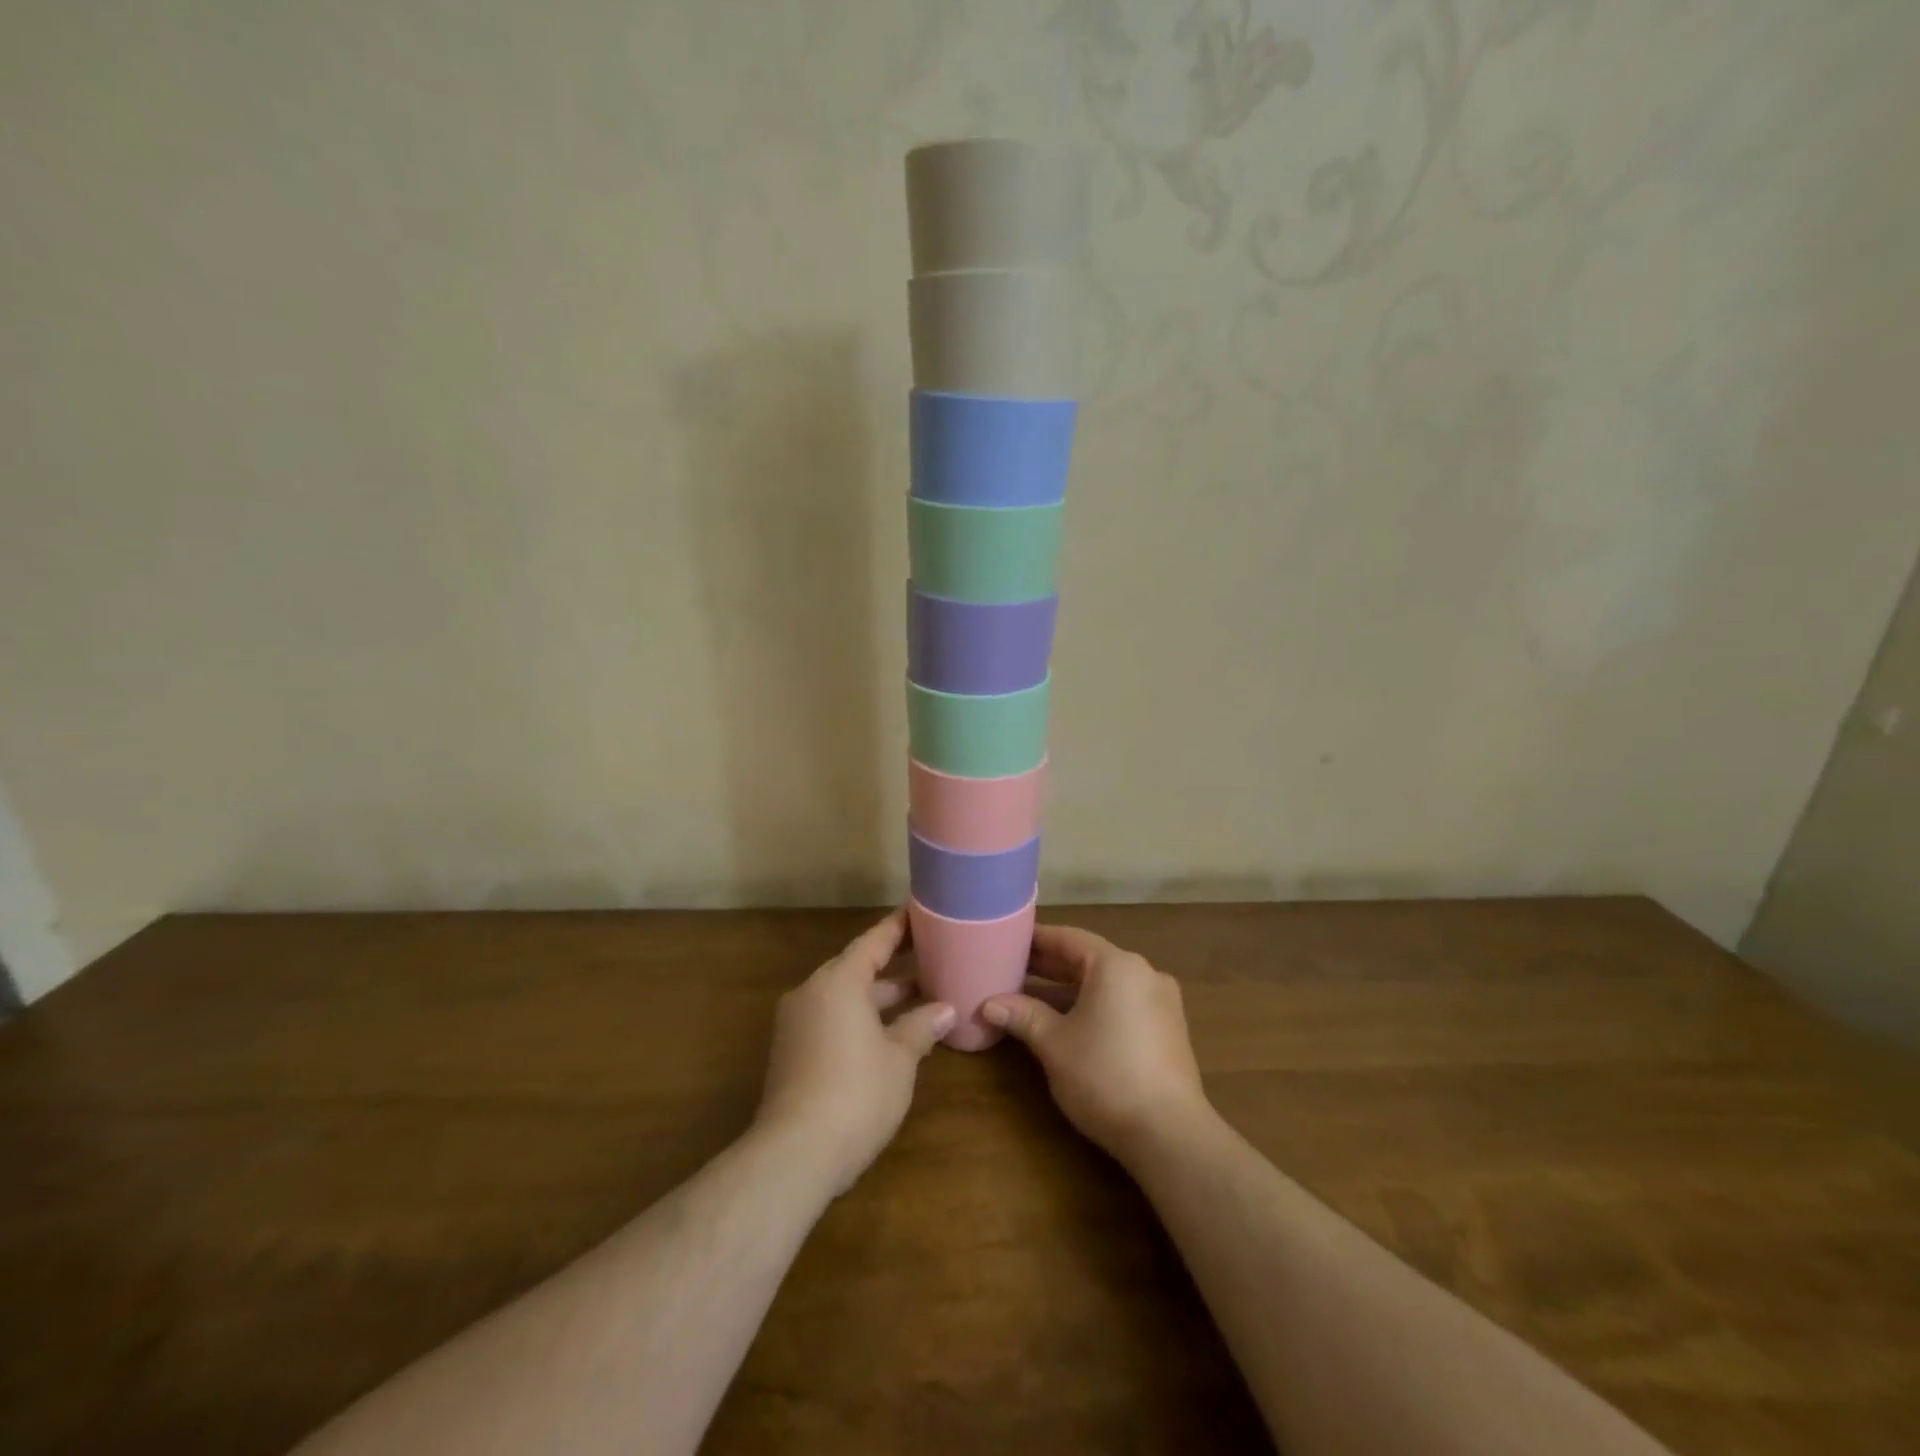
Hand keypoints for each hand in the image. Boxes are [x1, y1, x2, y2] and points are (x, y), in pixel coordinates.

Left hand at [755, 908, 954, 1194]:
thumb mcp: (899, 1058)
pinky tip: (889, 1031)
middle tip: (929, 952)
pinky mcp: (792, 1050)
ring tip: (919, 993)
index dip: (898, 927)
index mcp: (839, 982)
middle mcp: (813, 992)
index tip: (919, 910)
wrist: (794, 1154)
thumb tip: (944, 1008)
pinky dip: (860, 1016)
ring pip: (845, 995)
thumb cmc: (856, 1093)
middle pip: (857, 966)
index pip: (873, 941)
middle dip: (893, 962)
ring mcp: (798, 1022)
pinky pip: (832, 1017)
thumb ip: (921, 1026)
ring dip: (879, 994)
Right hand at [982, 924, 1210, 1161]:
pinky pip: (1123, 1003)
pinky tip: (1069, 1023)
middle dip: (1050, 966)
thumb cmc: (1104, 1075)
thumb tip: (989, 1004)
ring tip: (1032, 997)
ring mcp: (1161, 1002)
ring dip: (1070, 989)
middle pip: (1088, 959)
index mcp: (1116, 965)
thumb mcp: (1054, 1044)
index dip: (1037, 939)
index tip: (1009, 939)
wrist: (1169, 1134)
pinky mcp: (1168, 1030)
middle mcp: (1143, 973)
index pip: (1069, 938)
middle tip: (1012, 968)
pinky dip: (1094, 1006)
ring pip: (1106, 984)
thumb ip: (1022, 1015)